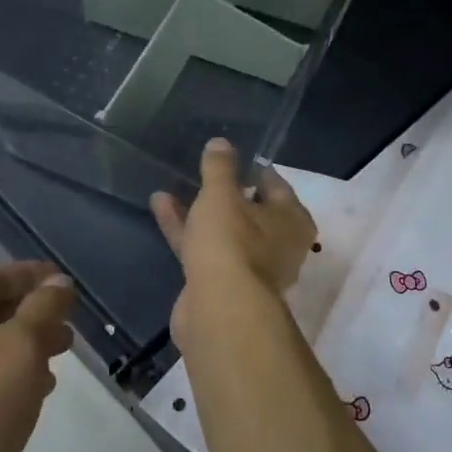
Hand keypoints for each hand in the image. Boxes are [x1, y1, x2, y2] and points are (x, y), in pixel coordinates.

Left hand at [0, 262, 76, 451]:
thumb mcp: (19, 349)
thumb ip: (42, 309)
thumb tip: (58, 283)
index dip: (31, 274)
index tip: (65, 281)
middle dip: (33, 308)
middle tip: (69, 320)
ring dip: (28, 341)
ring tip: (63, 353)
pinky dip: (15, 371)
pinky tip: (39, 388)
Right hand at [151, 138, 316, 337]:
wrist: (219, 309)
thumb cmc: (232, 242)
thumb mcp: (222, 195)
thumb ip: (220, 167)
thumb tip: (221, 142)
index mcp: (291, 220)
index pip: (275, 185)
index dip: (253, 169)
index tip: (230, 157)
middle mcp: (277, 245)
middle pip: (250, 211)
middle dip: (224, 192)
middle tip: (202, 171)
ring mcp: (249, 268)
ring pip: (223, 231)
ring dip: (199, 210)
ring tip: (172, 186)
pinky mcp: (221, 284)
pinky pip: (203, 248)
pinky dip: (185, 230)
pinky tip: (160, 206)